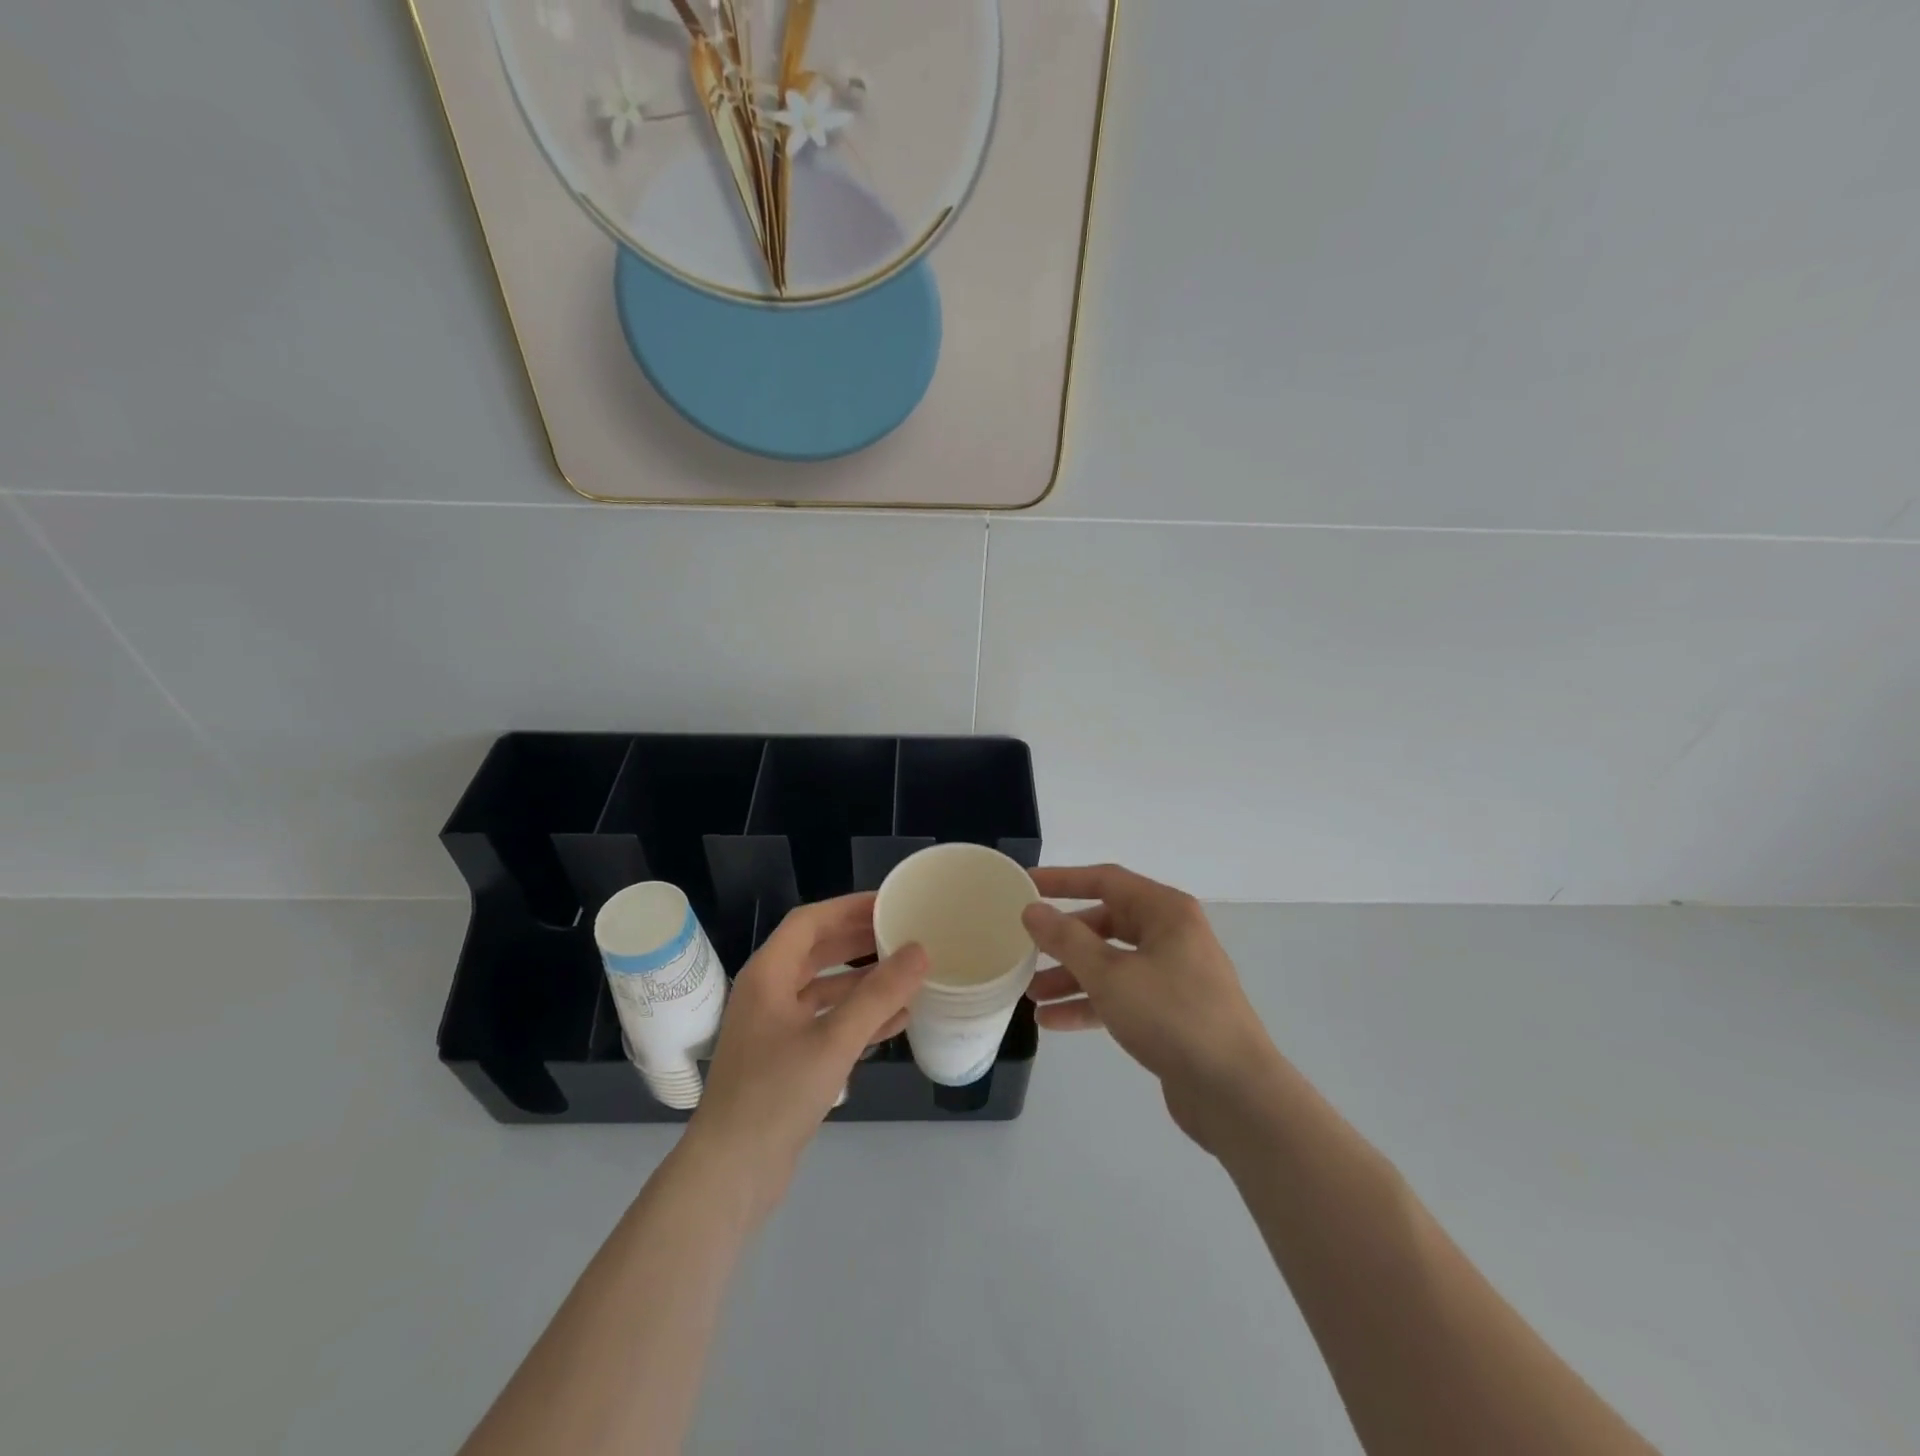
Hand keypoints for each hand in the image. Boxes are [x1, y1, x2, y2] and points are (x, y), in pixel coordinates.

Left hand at [688, 893, 927, 1218]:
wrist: (730, 1174)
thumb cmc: (775, 1095)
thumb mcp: (833, 1040)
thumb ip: (878, 995)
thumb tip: (920, 951)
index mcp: (768, 975)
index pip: (810, 921)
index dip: (849, 907)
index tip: (889, 901)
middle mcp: (768, 993)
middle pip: (818, 951)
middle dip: (859, 940)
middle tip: (904, 931)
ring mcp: (775, 1028)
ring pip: (825, 988)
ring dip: (863, 980)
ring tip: (907, 973)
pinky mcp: (785, 1059)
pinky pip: (827, 1022)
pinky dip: (858, 1017)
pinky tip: (896, 1022)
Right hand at [1023, 865, 1280, 1154]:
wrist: (1235, 1093)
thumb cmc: (1172, 1016)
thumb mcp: (1110, 975)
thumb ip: (1067, 940)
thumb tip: (1033, 910)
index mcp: (1165, 911)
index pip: (1106, 880)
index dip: (1063, 880)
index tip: (1026, 884)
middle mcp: (1171, 936)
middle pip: (1106, 924)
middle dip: (1064, 939)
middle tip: (1025, 947)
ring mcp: (1173, 976)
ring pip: (1111, 964)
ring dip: (1071, 976)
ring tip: (1030, 994)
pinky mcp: (1171, 1013)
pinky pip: (1121, 997)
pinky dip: (1090, 1004)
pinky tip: (1052, 1022)